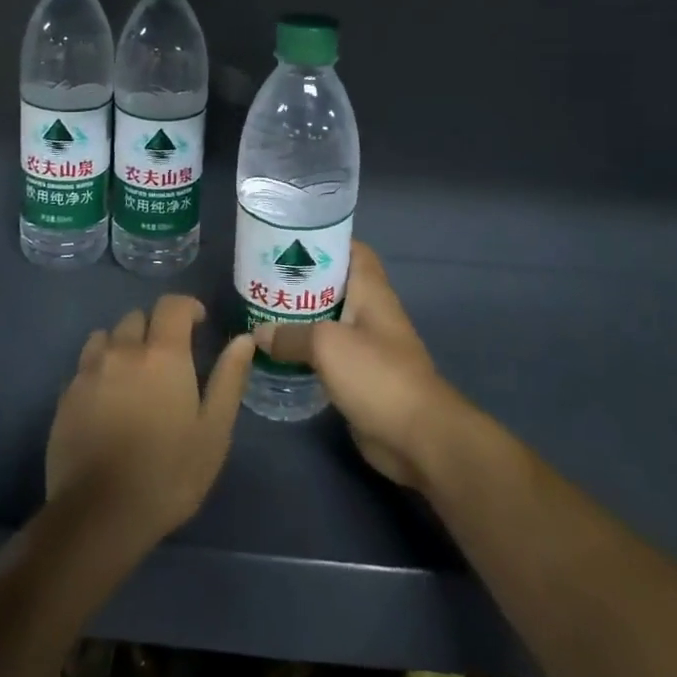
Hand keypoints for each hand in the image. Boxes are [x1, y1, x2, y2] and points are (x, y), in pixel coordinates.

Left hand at [47, 295, 256, 553]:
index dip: (188, 307)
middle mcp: (123, 350)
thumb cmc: (168, 474)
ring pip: (106, 336)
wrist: (99, 514)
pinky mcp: (66, 395)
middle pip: (137, 317)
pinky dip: (99, 368)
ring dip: (123, 344)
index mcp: (163, 354)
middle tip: (167, 358)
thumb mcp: (214, 432)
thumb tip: (243, 340)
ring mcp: (89, 371)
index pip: (172, 305)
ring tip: (134, 374)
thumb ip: (229, 379)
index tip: (199, 323)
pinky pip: (85, 364)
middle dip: (155, 327)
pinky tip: (107, 399)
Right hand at [253, 243, 467, 492]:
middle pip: (335, 285)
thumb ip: (291, 335)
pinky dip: (307, 351)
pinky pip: (329, 354)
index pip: (352, 250)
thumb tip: (259, 333)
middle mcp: (371, 312)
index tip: (290, 241)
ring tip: (264, 313)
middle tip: (265, 279)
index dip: (325, 240)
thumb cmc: (376, 374)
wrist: (417, 436)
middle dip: (303, 280)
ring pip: (330, 321)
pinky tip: (279, 354)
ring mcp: (367, 346)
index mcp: (371, 291)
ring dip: (301, 318)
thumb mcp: (327, 345)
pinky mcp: (361, 377)